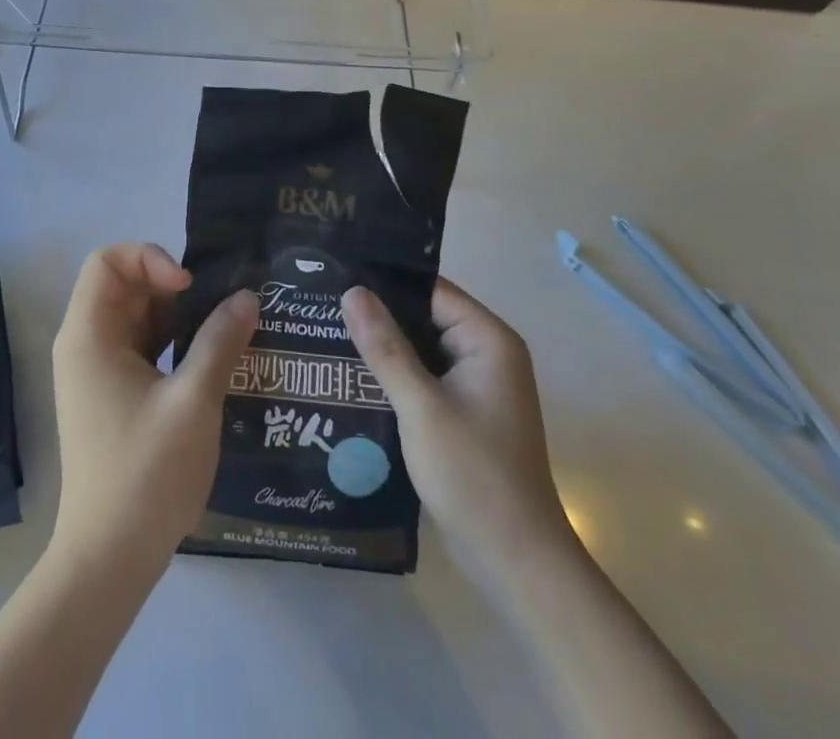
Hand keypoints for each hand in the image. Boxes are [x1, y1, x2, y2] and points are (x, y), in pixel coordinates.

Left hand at [49, 243, 258, 572]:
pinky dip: (171, 341)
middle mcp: (85, 345)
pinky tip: (209, 359)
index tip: (189, 287)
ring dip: (177, 315)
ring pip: (136, 316)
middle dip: (172, 286)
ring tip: (222, 328)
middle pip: (123, 285)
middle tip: (217, 307)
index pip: (108, 261)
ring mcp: (96, 372)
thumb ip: (220, 341)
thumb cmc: (146, 474)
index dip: (150, 258)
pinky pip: (140, 346)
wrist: (108, 559)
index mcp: (89, 336)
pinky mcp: (111, 395)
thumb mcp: (194, 401)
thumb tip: (246, 297)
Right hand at [341, 278, 569, 573]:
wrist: (517, 563)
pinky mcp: (466, 414)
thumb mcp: (421, 406)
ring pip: (422, 349)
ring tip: (327, 334)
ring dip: (384, 348)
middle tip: (323, 306)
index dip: (385, 282)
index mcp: (488, 340)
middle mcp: (488, 354)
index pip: (430, 291)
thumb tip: (352, 291)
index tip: (338, 275)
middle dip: (379, 316)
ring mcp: (478, 386)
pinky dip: (396, 377)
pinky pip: (426, 379)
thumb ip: (385, 347)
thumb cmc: (473, 475)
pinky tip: (354, 378)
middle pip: (425, 317)